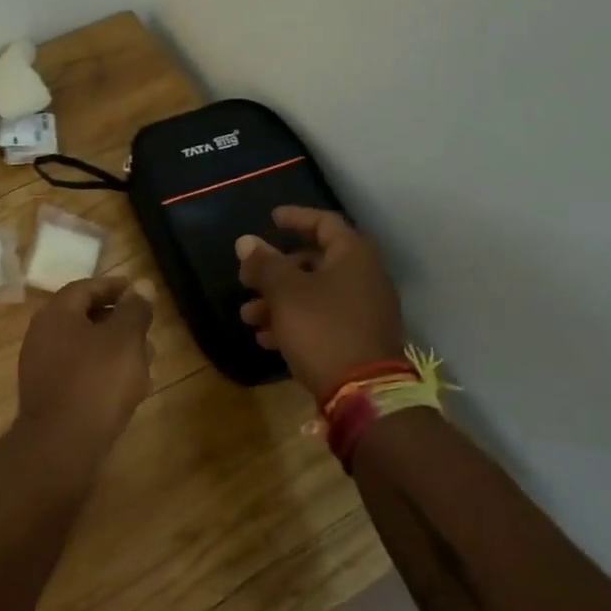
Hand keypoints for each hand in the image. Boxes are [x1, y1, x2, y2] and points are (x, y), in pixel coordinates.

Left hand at [17, 276, 155, 448]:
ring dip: (116, 349)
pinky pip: (79, 373)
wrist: (61, 446)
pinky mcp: (48, 396)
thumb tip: (142, 284)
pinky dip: (104, 372)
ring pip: (85, 348)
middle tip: (147, 328)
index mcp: (56, 314)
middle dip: (119, 321)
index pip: (86, 288)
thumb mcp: (125, 339)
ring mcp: (41, 367)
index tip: (140, 292)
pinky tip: (130, 388)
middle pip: (85, 318)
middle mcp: (42, 335)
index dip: (115, 287)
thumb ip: (135, 310)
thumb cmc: (96, 382)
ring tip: (147, 360)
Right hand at [238, 206, 404, 398]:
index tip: (271, 219)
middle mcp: (364, 278)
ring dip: (278, 301)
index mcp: (353, 256)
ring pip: (314, 295)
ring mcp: (364, 311)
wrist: (364, 392)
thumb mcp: (285, 293)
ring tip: (249, 316)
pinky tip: (267, 339)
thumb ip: (264, 264)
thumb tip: (246, 241)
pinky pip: (321, 320)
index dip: (296, 217)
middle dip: (276, 270)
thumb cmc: (322, 329)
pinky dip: (294, 322)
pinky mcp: (358, 339)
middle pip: (315, 261)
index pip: (324, 222)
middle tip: (247, 278)